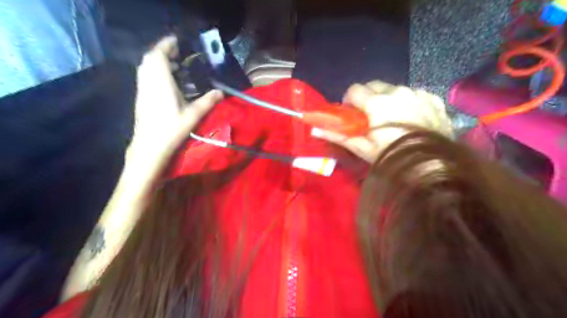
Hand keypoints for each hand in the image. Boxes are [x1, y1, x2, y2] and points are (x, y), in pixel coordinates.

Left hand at [132, 34, 221, 156]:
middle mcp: (148, 81)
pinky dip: (155, 71)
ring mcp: (142, 88)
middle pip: (151, 58)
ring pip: (146, 66)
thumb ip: (208, 101)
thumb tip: (221, 92)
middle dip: (163, 51)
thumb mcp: (193, 114)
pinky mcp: (141, 96)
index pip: (159, 55)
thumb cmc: (172, 128)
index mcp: (160, 81)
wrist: (150, 145)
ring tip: (176, 66)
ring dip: (159, 61)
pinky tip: (168, 80)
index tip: (178, 41)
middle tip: (179, 53)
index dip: (167, 45)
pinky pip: (146, 75)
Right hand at [310, 81, 451, 162]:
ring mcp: (417, 92)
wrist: (434, 166)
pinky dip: (408, 102)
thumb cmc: (392, 157)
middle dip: (368, 97)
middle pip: (373, 84)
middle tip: (370, 117)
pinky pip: (413, 93)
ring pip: (394, 88)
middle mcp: (397, 91)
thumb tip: (314, 129)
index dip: (349, 101)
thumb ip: (339, 135)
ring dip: (388, 99)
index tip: (353, 115)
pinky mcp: (433, 98)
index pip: (354, 89)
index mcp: (377, 102)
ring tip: (392, 119)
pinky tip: (411, 118)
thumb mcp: (363, 149)